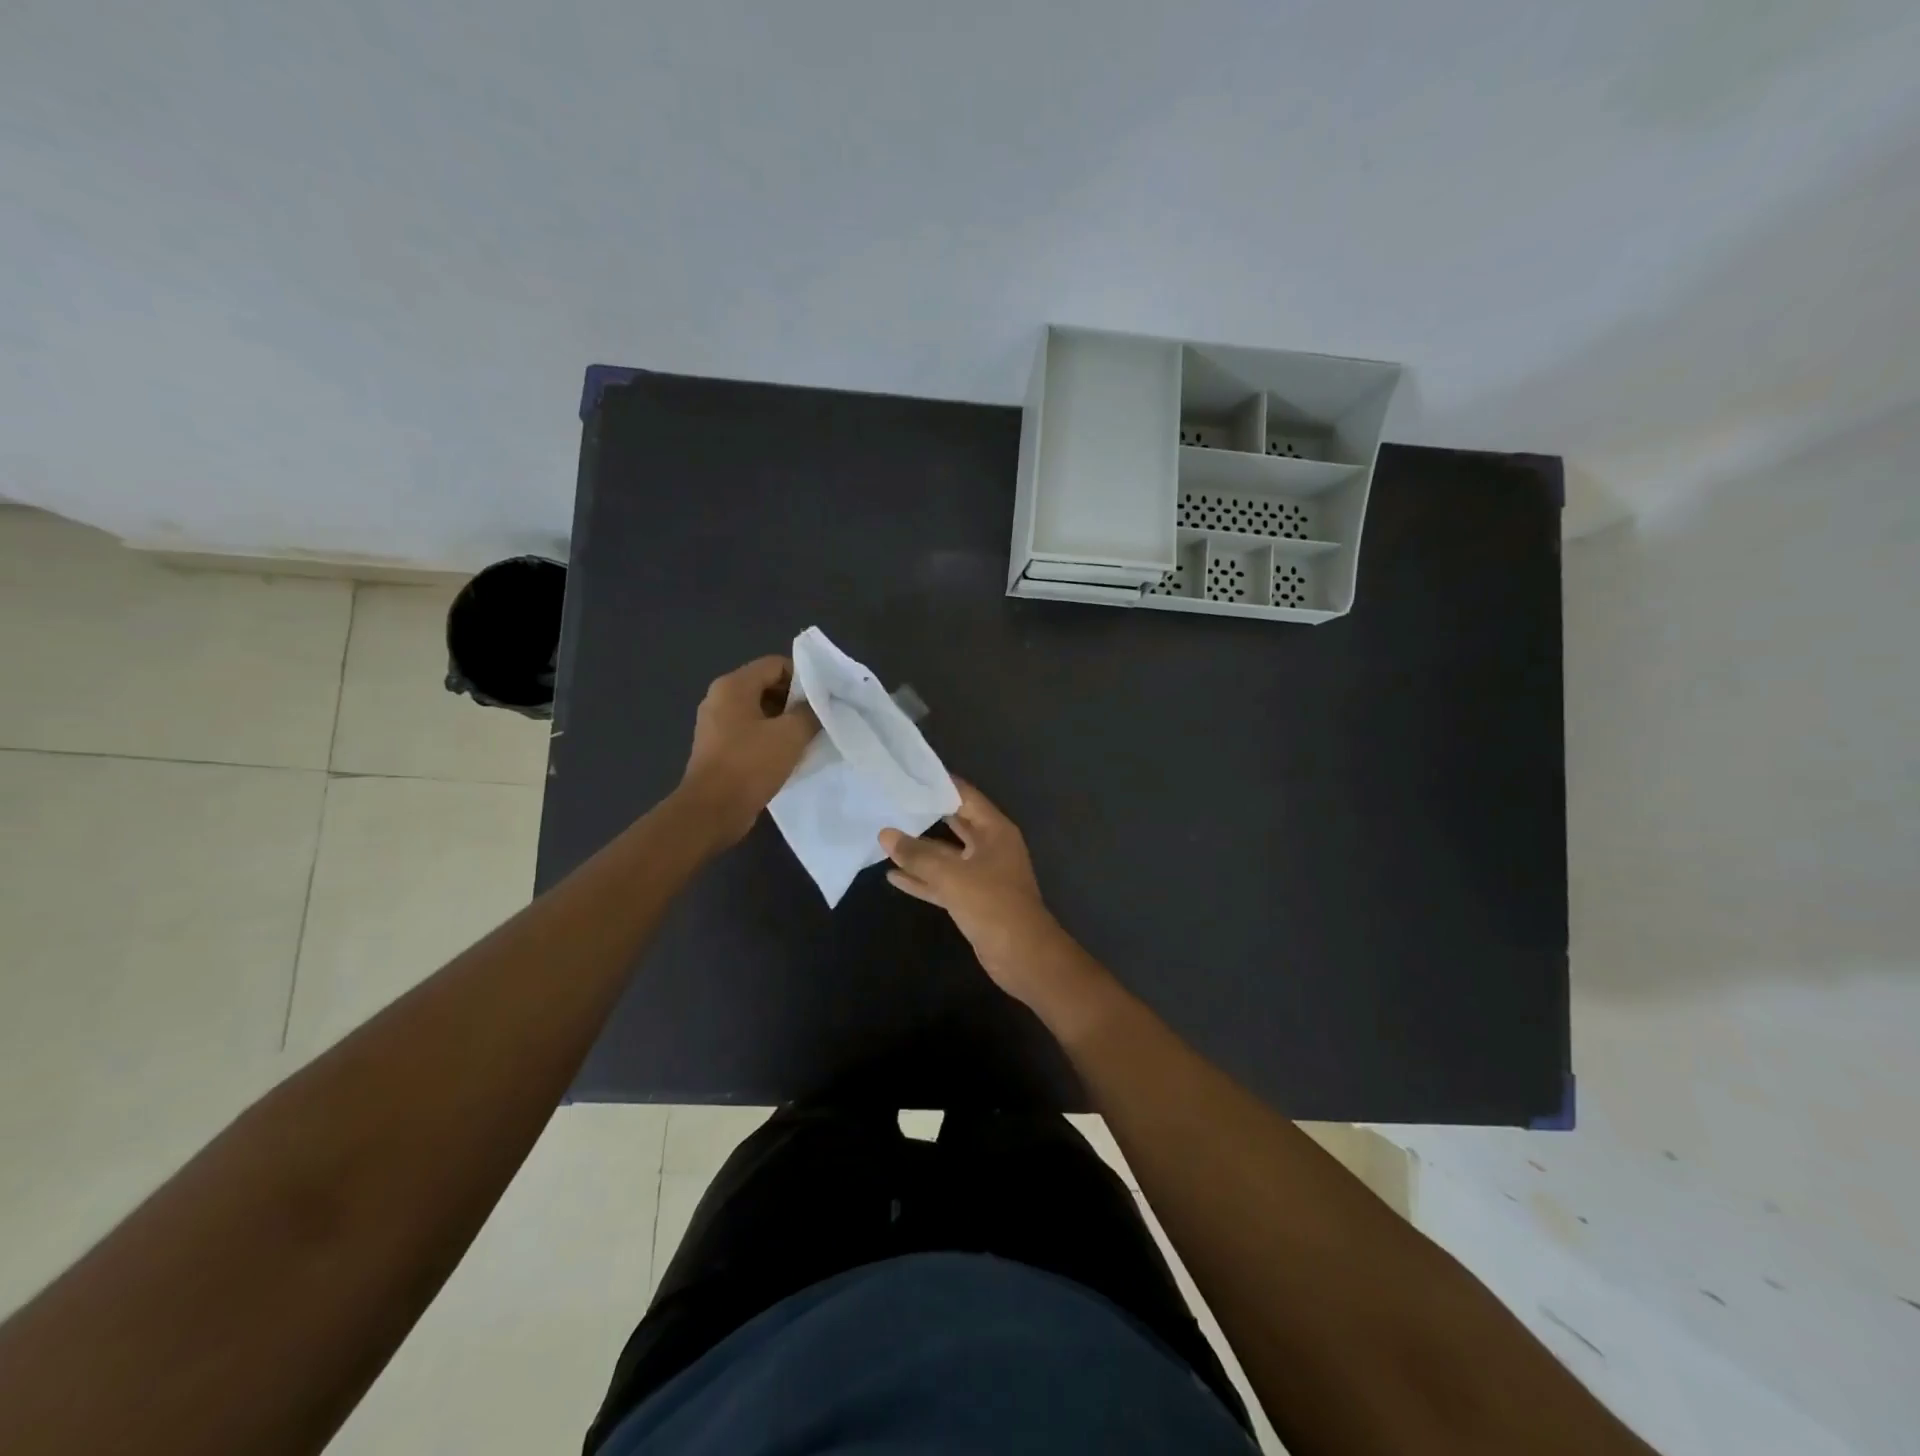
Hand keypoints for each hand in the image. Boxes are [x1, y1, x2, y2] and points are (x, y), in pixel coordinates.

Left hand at [678, 656, 818, 847]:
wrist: (712, 811)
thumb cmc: (750, 765)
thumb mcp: (790, 735)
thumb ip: (810, 712)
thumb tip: (819, 704)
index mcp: (733, 686)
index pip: (776, 664)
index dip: (804, 677)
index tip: (824, 697)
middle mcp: (720, 699)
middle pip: (767, 686)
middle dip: (795, 700)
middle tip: (820, 718)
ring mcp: (716, 725)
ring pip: (760, 711)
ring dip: (785, 722)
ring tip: (809, 738)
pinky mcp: (718, 748)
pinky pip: (751, 732)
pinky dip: (771, 738)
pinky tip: (789, 755)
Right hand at [879, 779, 1088, 1012]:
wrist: (1023, 956)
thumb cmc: (992, 904)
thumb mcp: (952, 875)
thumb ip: (917, 854)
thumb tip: (885, 834)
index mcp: (995, 830)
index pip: (964, 795)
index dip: (938, 783)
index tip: (908, 773)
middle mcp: (990, 846)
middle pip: (954, 823)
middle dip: (924, 815)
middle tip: (891, 801)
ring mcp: (982, 874)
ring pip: (946, 855)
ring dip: (918, 850)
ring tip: (884, 838)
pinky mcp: (973, 899)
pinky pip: (943, 882)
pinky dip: (922, 879)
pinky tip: (893, 875)